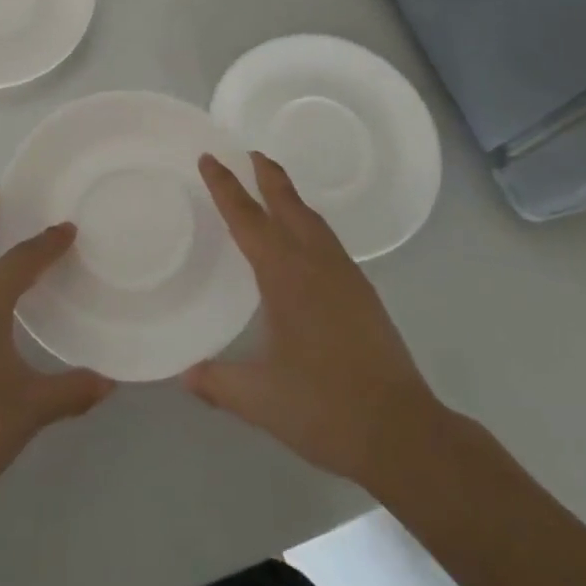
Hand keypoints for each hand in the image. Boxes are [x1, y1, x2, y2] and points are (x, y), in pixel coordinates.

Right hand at [184, 153, 449, 492]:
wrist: (402, 432)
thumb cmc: (324, 408)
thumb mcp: (260, 398)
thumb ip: (218, 382)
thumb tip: (184, 375)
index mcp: (286, 276)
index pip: (247, 219)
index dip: (225, 187)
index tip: (209, 158)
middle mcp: (316, 264)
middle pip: (288, 205)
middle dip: (268, 176)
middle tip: (249, 153)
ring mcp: (346, 276)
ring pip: (314, 221)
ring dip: (291, 198)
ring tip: (274, 189)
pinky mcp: (364, 294)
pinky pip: (329, 241)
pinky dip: (309, 225)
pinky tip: (305, 244)